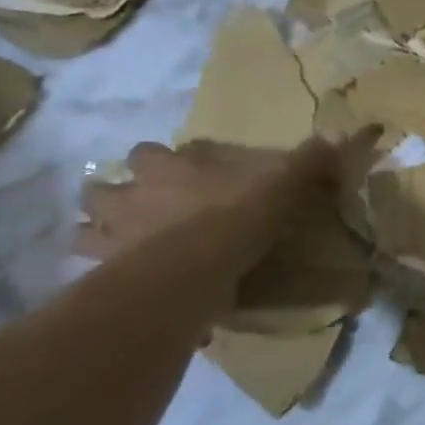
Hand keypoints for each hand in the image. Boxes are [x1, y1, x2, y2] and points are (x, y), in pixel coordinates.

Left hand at [76, 137, 347, 263]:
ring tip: (124, 248)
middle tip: (138, 209)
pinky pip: (99, 280)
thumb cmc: (232, 217)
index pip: (144, 153)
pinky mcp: (106, 281)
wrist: (192, 272)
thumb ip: (306, 161)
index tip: (172, 171)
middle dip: (111, 197)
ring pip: (83, 233)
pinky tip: (137, 291)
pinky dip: (112, 283)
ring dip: (99, 237)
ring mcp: (110, 241)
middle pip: (97, 190)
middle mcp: (127, 200)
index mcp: (163, 170)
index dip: (156, 161)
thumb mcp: (281, 184)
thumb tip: (341, 133)